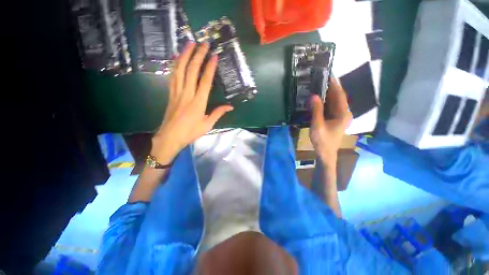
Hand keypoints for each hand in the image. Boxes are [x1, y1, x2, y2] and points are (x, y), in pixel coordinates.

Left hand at [151, 43, 233, 163]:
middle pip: (192, 71)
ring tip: (190, 44)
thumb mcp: (208, 125)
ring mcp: (177, 92)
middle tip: (204, 44)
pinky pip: (173, 76)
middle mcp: (187, 94)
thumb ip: (218, 113)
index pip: (205, 81)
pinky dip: (176, 64)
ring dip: (185, 55)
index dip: (210, 68)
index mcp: (198, 102)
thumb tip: (230, 107)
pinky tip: (178, 57)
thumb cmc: (191, 132)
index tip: (214, 56)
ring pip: (180, 70)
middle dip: (198, 56)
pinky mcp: (171, 93)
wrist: (170, 136)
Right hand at [309, 78, 351, 166]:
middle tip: (320, 79)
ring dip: (328, 94)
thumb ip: (316, 110)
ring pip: (335, 101)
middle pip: (338, 97)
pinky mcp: (336, 119)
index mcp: (343, 114)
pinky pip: (331, 106)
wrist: (326, 153)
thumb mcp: (317, 125)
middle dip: (330, 87)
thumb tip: (314, 95)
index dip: (334, 84)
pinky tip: (319, 98)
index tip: (327, 75)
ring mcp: (341, 116)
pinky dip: (326, 101)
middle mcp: (345, 113)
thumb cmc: (322, 141)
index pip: (339, 95)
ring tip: (318, 86)